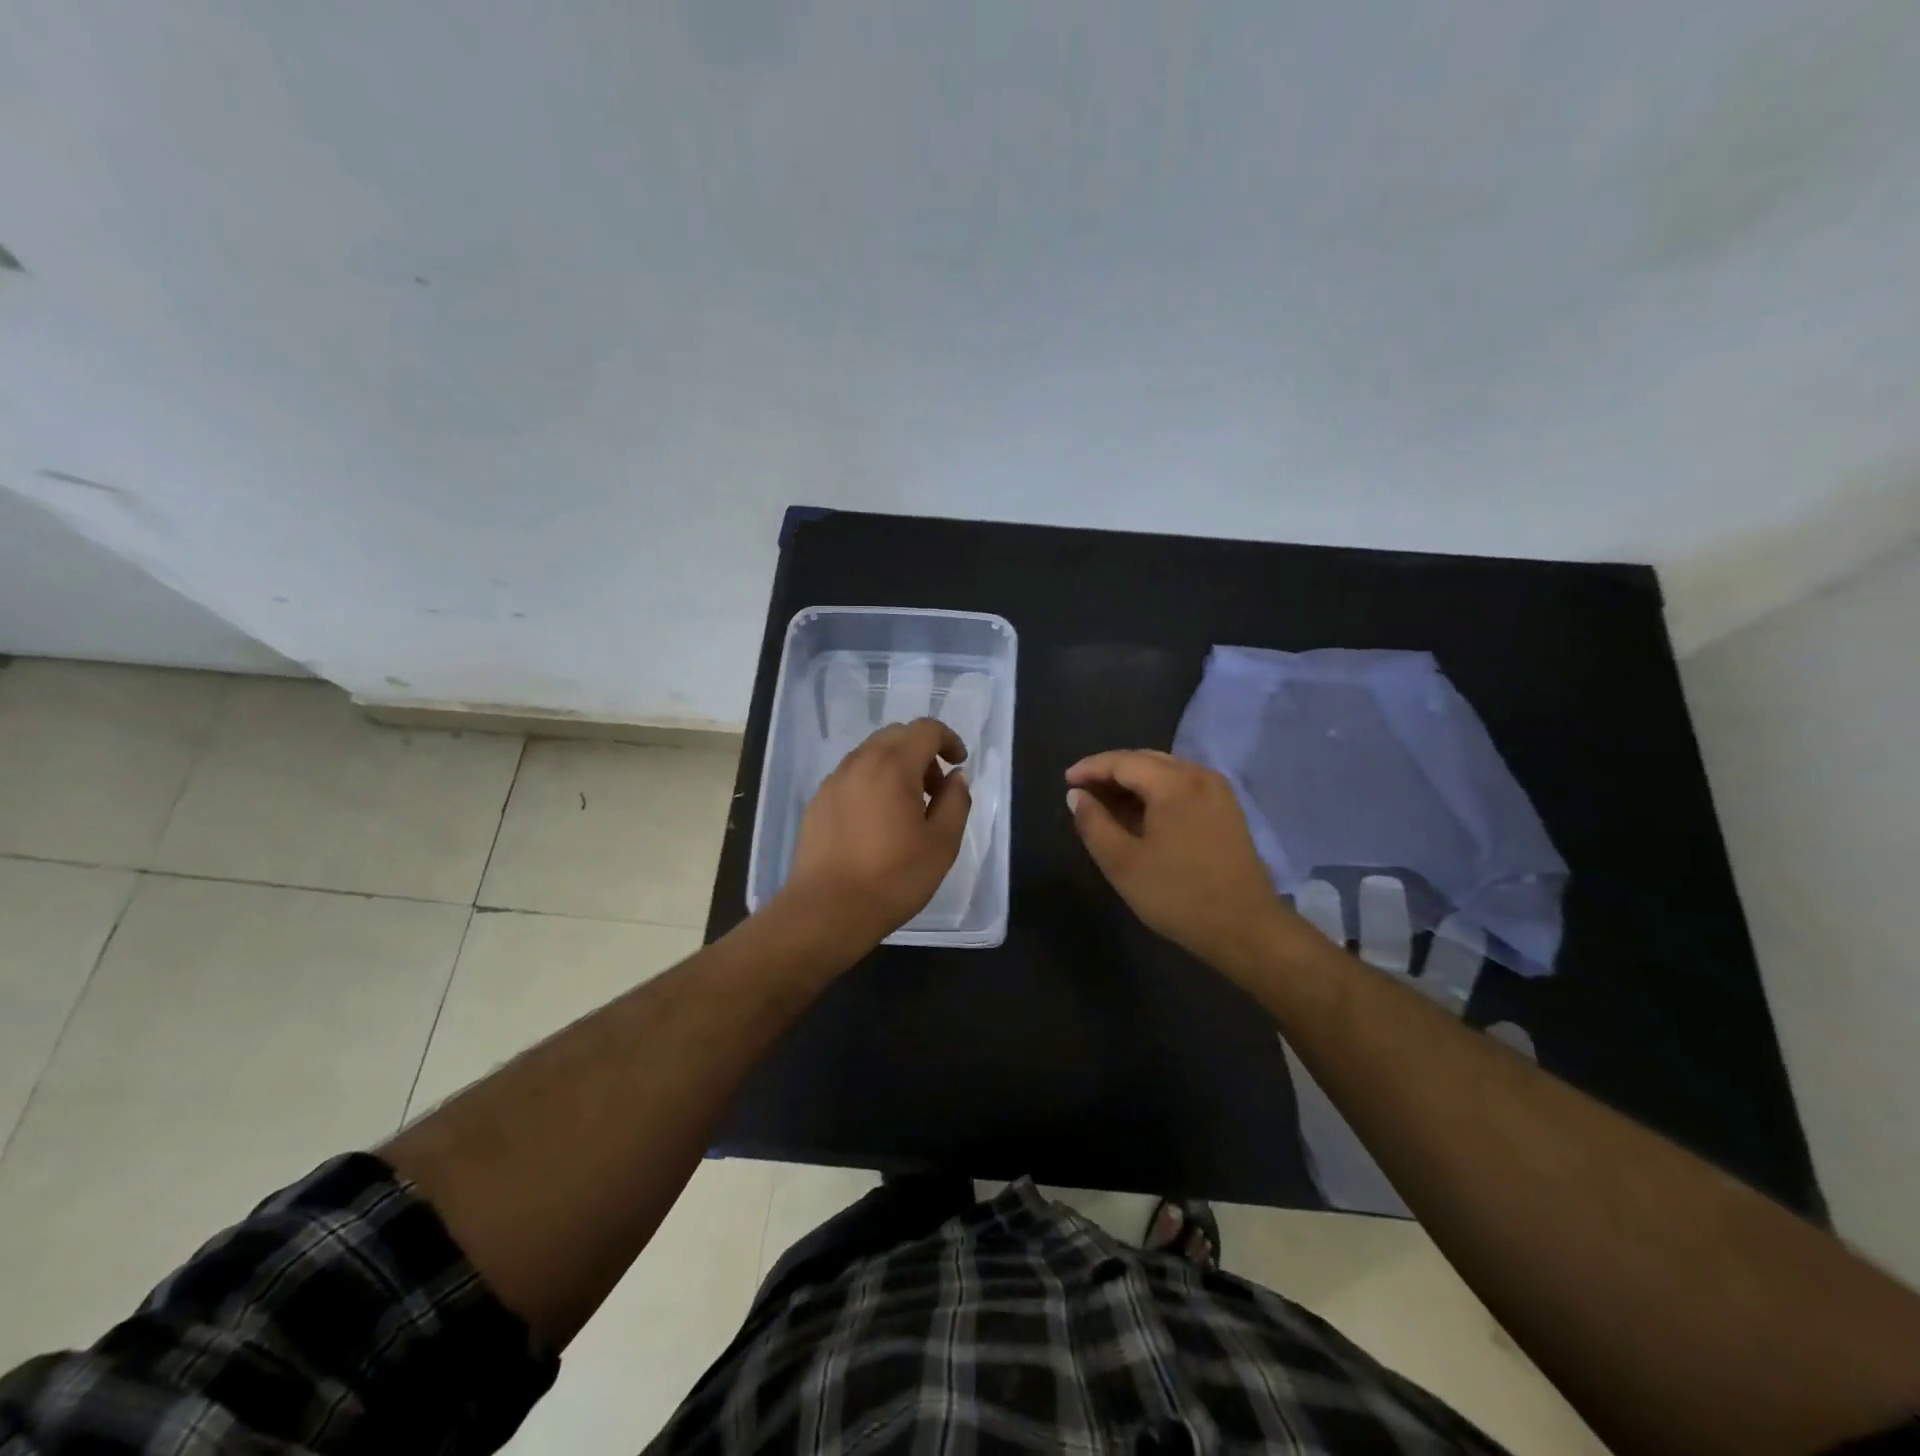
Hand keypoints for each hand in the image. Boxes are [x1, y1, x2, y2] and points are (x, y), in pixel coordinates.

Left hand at [780, 718, 971, 948]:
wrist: (828, 910)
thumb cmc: (894, 878)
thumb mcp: (943, 843)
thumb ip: (956, 801)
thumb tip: (956, 777)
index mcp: (893, 766)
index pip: (925, 729)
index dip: (948, 739)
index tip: (959, 764)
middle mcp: (860, 762)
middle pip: (896, 735)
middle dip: (922, 752)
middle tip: (936, 789)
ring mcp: (834, 781)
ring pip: (870, 754)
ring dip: (896, 766)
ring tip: (907, 807)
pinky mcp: (817, 802)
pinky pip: (851, 776)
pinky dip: (871, 782)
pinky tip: (876, 821)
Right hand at [1065, 749, 1302, 971]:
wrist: (1246, 929)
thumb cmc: (1178, 895)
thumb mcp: (1122, 863)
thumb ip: (1093, 823)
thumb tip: (1076, 795)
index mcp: (1174, 783)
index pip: (1123, 761)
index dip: (1090, 768)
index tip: (1065, 782)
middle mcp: (1199, 775)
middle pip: (1146, 760)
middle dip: (1110, 772)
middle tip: (1082, 792)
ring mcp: (1218, 791)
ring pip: (1165, 772)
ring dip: (1133, 782)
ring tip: (1105, 804)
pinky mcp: (1227, 809)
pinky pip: (1182, 786)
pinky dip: (1156, 792)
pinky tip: (1140, 814)